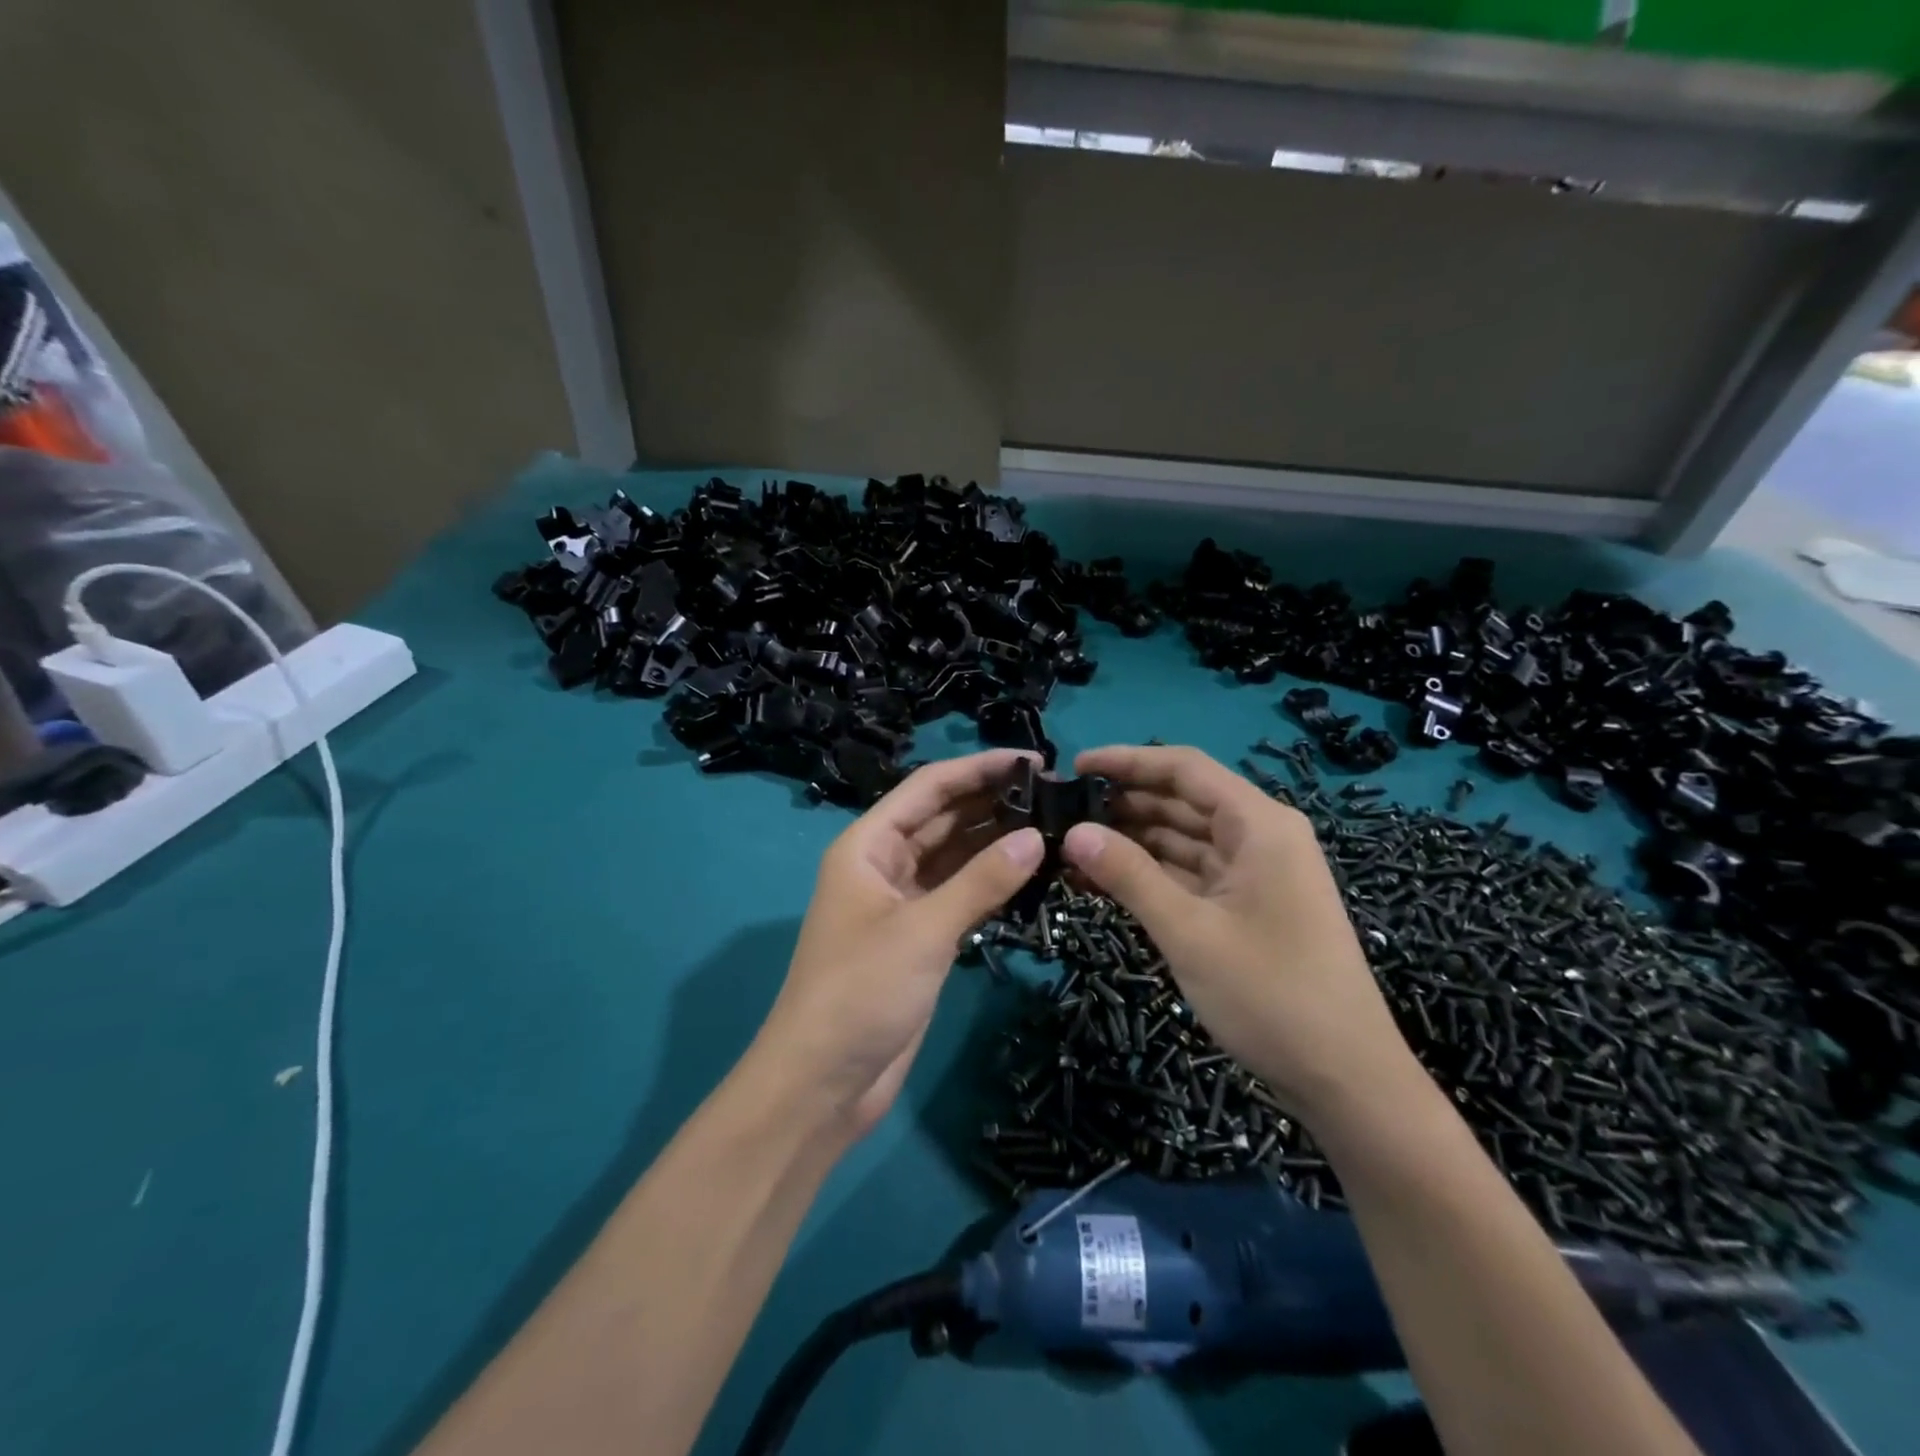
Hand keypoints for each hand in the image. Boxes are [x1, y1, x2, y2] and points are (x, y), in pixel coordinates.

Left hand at [753, 751, 1043, 1139]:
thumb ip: (981, 882)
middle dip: (993, 802)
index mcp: (868, 845)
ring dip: (996, 841)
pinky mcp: (920, 937)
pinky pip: (960, 894)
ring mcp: (903, 902)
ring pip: (955, 856)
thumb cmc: (860, 992)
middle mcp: (883, 864)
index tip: (1033, 760)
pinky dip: (991, 882)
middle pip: (943, 817)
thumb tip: (1035, 838)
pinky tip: (1032, 872)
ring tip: (1054, 825)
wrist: (822, 1082)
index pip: (928, 788)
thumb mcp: (923, 931)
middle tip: (1057, 795)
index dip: (978, 768)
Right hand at [1061, 744, 1414, 1120]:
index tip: (1075, 767)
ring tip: (1070, 845)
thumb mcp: (1189, 932)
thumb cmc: (1272, 995)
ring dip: (1131, 842)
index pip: (1184, 768)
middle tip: (1061, 812)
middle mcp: (1259, 838)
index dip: (1127, 761)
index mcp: (1259, 825)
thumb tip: (1073, 832)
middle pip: (1182, 801)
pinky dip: (1150, 876)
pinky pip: (1190, 876)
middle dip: (1123, 803)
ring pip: (1182, 840)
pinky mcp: (1246, 908)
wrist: (1347, 1082)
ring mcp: (1254, 874)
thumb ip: (1129, 875)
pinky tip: (1102, 881)